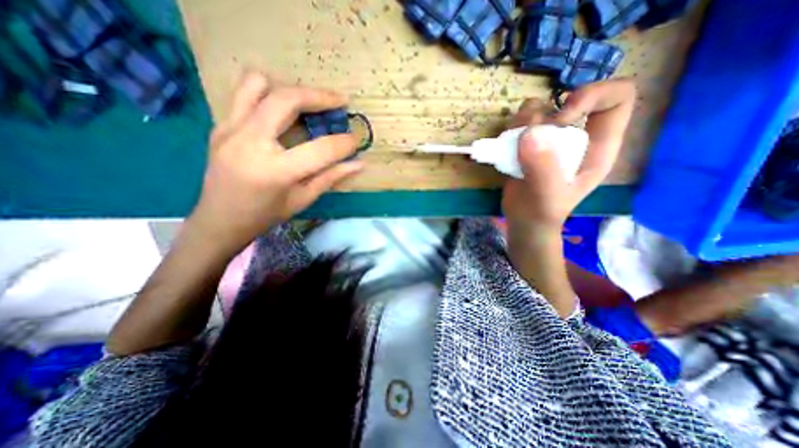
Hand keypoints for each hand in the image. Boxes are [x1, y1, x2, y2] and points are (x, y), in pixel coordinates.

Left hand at [188, 72, 362, 256]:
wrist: (220, 219)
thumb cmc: (266, 215)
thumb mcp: (303, 199)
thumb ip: (331, 177)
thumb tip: (359, 164)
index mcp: (276, 170)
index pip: (320, 149)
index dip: (344, 143)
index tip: (356, 139)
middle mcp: (250, 142)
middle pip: (287, 100)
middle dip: (320, 97)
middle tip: (340, 101)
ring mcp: (230, 129)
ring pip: (260, 86)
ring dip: (291, 90)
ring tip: (309, 102)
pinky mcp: (220, 125)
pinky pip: (245, 95)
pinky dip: (268, 95)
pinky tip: (283, 112)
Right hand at [497, 77, 636, 230]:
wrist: (523, 219)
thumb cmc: (543, 211)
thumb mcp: (548, 194)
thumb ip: (543, 167)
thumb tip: (530, 133)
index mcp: (598, 146)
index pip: (617, 98)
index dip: (593, 96)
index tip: (561, 118)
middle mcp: (577, 136)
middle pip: (571, 98)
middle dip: (547, 113)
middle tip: (529, 136)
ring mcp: (550, 138)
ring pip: (541, 107)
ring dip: (524, 119)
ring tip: (515, 143)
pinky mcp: (528, 143)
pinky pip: (521, 121)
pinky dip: (512, 127)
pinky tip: (508, 146)